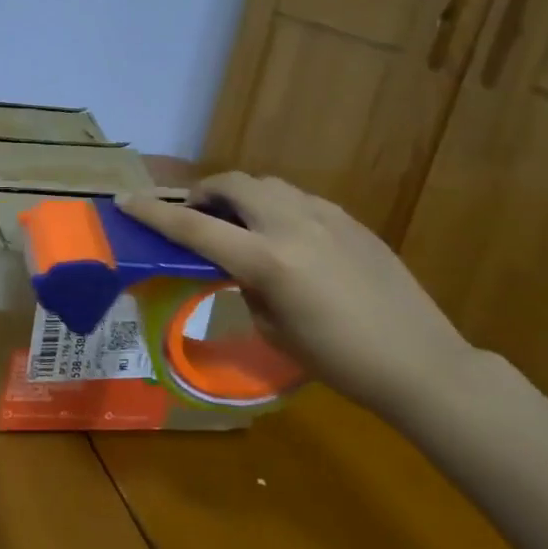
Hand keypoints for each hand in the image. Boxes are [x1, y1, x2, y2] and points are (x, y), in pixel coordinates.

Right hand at [116, 174, 479, 420]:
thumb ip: (246, 284)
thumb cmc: (338, 360)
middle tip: (195, 212)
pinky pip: (299, 199)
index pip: (194, 226)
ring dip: (241, 194)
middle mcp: (292, 226)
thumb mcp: (272, 327)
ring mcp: (326, 217)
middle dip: (203, 192)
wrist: (422, 364)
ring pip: (268, 184)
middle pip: (232, 184)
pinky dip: (276, 206)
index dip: (154, 213)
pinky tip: (284, 235)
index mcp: (267, 260)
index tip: (125, 201)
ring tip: (238, 221)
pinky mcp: (351, 221)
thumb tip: (237, 264)